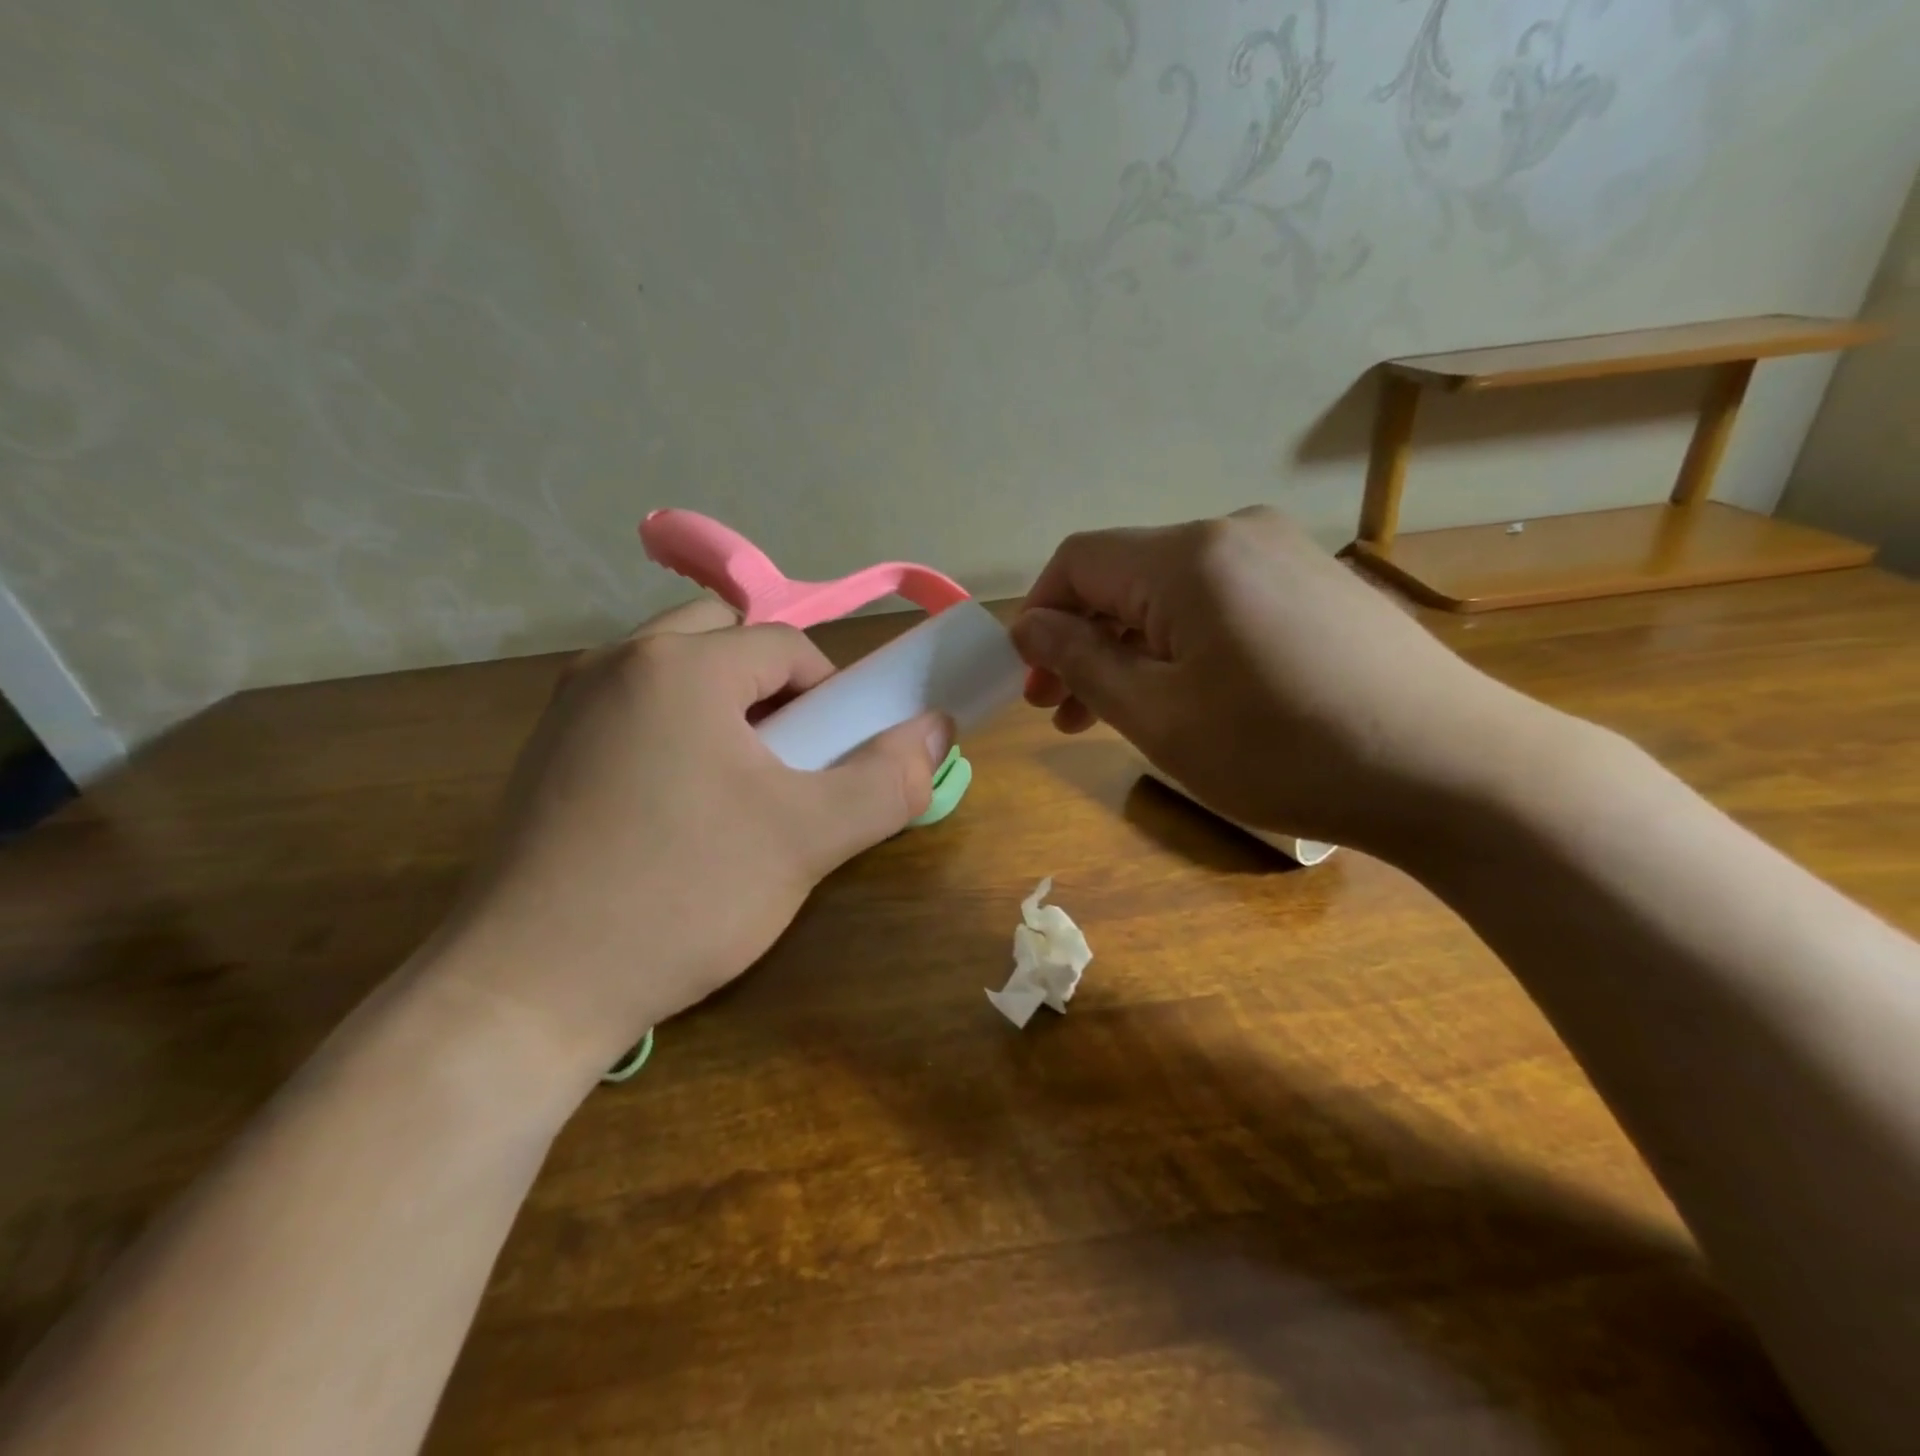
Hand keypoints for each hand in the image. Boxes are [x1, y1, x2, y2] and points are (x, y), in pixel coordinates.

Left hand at [431, 600, 950, 1074]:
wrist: (526, 991)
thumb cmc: (681, 896)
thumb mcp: (807, 838)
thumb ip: (888, 780)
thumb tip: (939, 728)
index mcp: (678, 664)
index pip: (786, 645)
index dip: (831, 695)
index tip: (836, 758)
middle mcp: (616, 663)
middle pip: (725, 639)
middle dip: (773, 687)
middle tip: (790, 758)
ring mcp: (569, 706)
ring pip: (675, 672)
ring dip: (723, 705)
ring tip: (741, 785)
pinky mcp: (545, 752)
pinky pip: (633, 709)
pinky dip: (674, 730)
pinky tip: (678, 809)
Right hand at [1012, 507, 1545, 855]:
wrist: (1455, 771)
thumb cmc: (1285, 750)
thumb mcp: (1159, 718)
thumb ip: (1083, 662)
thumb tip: (1030, 626)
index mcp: (1188, 556)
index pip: (1078, 562)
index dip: (1040, 617)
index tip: (1034, 682)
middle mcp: (1234, 534)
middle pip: (1125, 577)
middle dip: (1083, 641)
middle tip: (1063, 712)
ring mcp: (1285, 555)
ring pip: (1173, 594)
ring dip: (1132, 649)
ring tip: (1118, 715)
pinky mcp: (1318, 585)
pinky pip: (1224, 603)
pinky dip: (1185, 645)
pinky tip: (1192, 697)